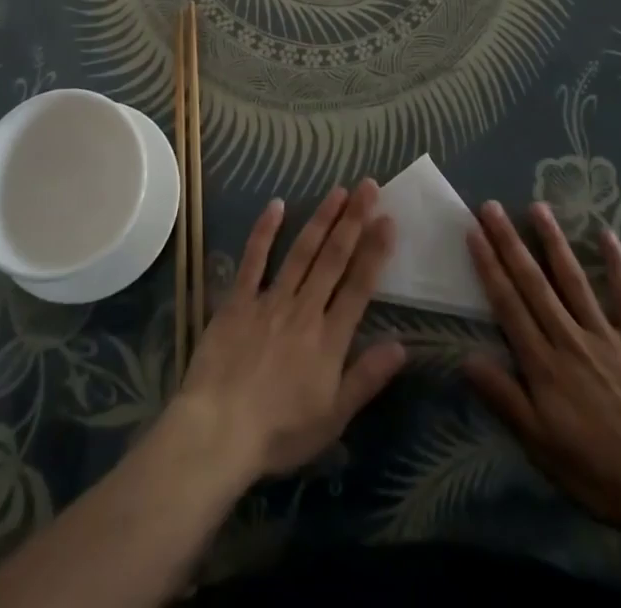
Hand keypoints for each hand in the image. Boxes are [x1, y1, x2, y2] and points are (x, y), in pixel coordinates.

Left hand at [175, 181, 406, 480]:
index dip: (375, 250)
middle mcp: (304, 309)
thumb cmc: (279, 432)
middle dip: (353, 220)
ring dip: (322, 219)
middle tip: (368, 186)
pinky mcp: (238, 300)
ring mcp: (270, 300)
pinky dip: (265, 231)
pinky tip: (277, 205)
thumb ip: (367, 377)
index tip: (388, 219)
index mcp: (329, 338)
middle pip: (334, 258)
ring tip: (339, 190)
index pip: (359, 285)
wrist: (218, 431)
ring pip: (302, 251)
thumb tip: (402, 344)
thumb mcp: (333, 417)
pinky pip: (254, 259)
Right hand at [464, 200, 620, 536]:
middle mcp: (569, 339)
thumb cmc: (598, 472)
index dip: (489, 266)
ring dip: (553, 242)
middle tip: (491, 207)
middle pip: (534, 283)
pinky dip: (616, 264)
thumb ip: (505, 398)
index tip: (474, 232)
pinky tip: (606, 233)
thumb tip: (467, 357)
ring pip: (573, 280)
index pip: (508, 305)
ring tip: (537, 207)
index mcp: (544, 365)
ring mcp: (606, 335)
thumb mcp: (541, 445)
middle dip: (510, 242)